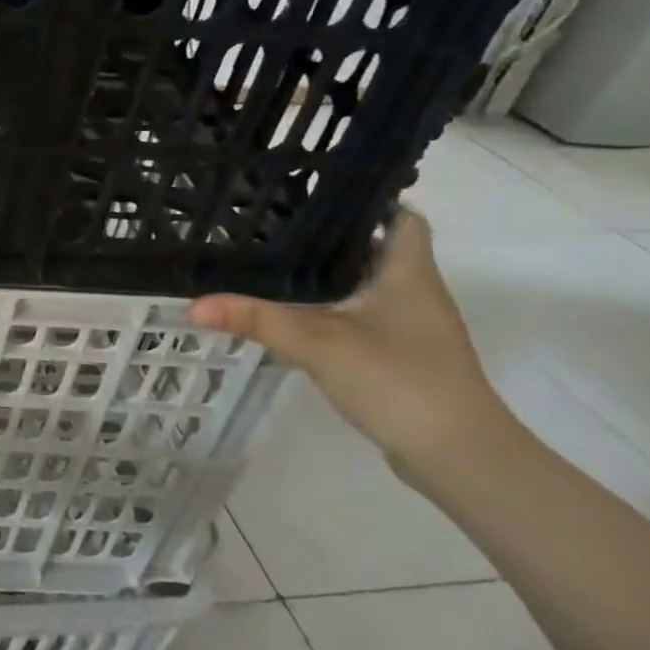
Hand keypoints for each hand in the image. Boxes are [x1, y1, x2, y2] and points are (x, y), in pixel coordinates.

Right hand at [189, 208, 514, 467]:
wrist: (459, 456)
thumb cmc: (400, 380)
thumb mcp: (318, 344)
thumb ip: (255, 320)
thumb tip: (191, 304)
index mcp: (407, 272)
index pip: (400, 216)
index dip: (364, 200)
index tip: (312, 192)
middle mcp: (413, 290)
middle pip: (373, 247)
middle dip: (326, 235)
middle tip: (270, 222)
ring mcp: (409, 325)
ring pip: (363, 282)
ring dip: (325, 272)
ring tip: (269, 258)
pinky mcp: (400, 354)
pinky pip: (359, 314)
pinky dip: (329, 306)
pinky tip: (292, 311)